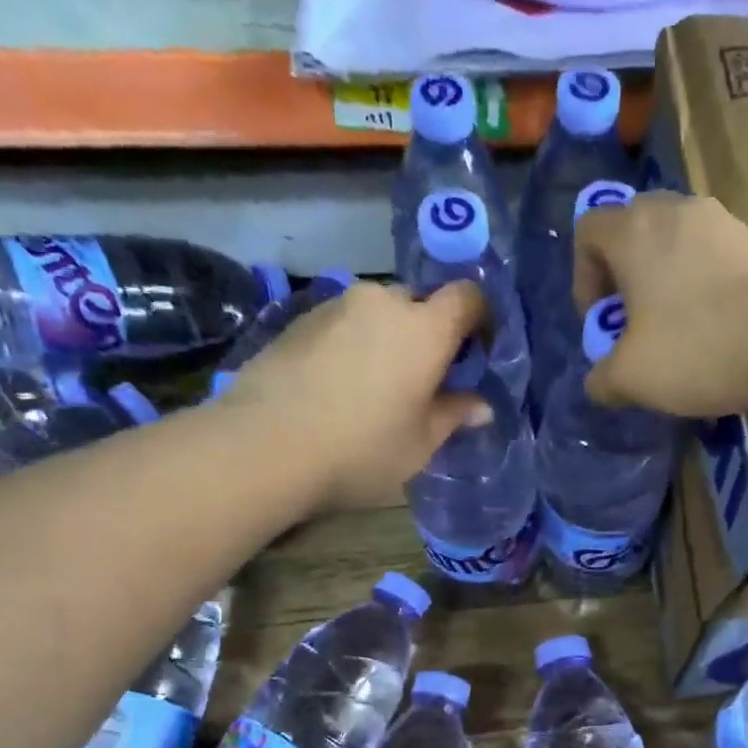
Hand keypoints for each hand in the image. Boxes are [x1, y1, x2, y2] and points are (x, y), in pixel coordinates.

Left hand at [218, 280, 490, 509]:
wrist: (266, 446)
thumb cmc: (362, 449)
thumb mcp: (420, 444)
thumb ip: (453, 415)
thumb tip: (481, 405)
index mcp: (424, 329)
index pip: (468, 298)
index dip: (480, 320)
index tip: (477, 354)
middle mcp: (383, 302)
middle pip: (420, 303)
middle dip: (430, 333)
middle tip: (425, 379)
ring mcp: (336, 305)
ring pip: (378, 313)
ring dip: (388, 339)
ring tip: (377, 386)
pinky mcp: (299, 319)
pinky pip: (344, 324)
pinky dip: (353, 345)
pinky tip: (339, 386)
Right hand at [572, 193, 747, 418]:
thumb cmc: (695, 351)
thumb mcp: (629, 380)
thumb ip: (600, 379)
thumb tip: (600, 382)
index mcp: (634, 231)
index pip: (587, 231)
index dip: (583, 278)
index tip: (602, 321)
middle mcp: (675, 209)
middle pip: (630, 229)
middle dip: (622, 276)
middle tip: (632, 323)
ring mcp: (720, 221)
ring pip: (672, 242)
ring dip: (661, 280)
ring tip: (673, 330)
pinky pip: (707, 255)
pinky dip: (697, 284)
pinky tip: (710, 329)